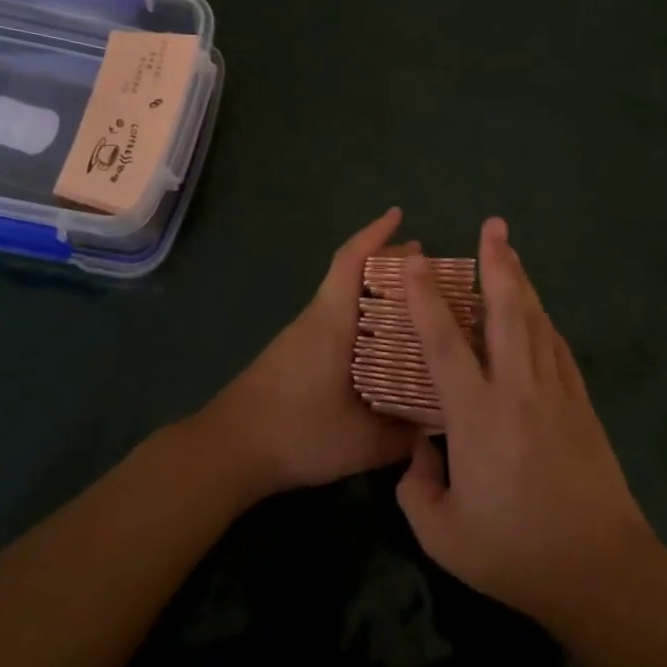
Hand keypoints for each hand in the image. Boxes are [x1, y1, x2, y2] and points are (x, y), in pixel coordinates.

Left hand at [197, 208, 415, 497]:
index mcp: (331, 323)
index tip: (398, 215)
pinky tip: (381, 344)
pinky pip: (335, 321)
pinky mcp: (294, 357)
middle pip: (350, 275)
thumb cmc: (295, 432)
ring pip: (342, 299)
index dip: (374, 235)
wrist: (226, 451)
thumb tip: (440, 424)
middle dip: (386, 263)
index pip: (350, 262)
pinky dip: (362, 317)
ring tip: (412, 304)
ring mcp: (301, 338)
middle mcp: (315, 321)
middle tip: (425, 266)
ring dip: (375, 292)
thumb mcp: (360, 443)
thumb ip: (403, 436)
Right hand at [395, 217, 654, 630]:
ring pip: (537, 322)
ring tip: (511, 253)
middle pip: (507, 312)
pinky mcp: (582, 405)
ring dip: (523, 283)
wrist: (600, 568)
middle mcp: (518, 390)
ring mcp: (556, 393)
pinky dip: (545, 320)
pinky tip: (539, 311)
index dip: (427, 299)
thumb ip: (416, 488)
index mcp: (478, 416)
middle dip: (497, 264)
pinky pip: (559, 348)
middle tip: (493, 226)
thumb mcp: (443, 535)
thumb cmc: (516, 553)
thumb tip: (418, 450)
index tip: (417, 263)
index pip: (445, 344)